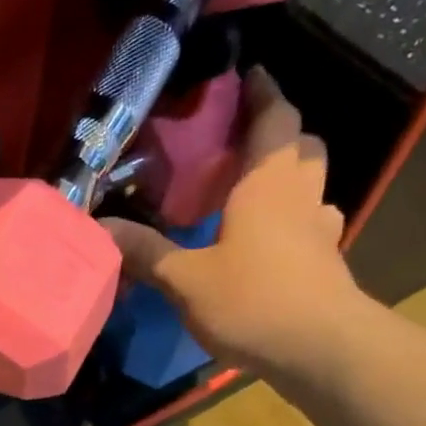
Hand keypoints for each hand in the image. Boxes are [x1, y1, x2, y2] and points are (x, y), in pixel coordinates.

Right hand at [99, 68, 371, 380]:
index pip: (275, 118)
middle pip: (302, 146)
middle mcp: (299, 197)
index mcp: (266, 185)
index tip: (247, 75)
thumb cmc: (253, 301)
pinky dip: (293, 222)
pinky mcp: (326, 264)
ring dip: (289, 178)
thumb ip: (145, 252)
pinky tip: (270, 243)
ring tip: (252, 191)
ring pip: (312, 185)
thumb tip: (99, 225)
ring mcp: (320, 231)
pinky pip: (312, 225)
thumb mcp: (185, 279)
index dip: (262, 93)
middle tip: (241, 143)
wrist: (321, 350)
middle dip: (279, 135)